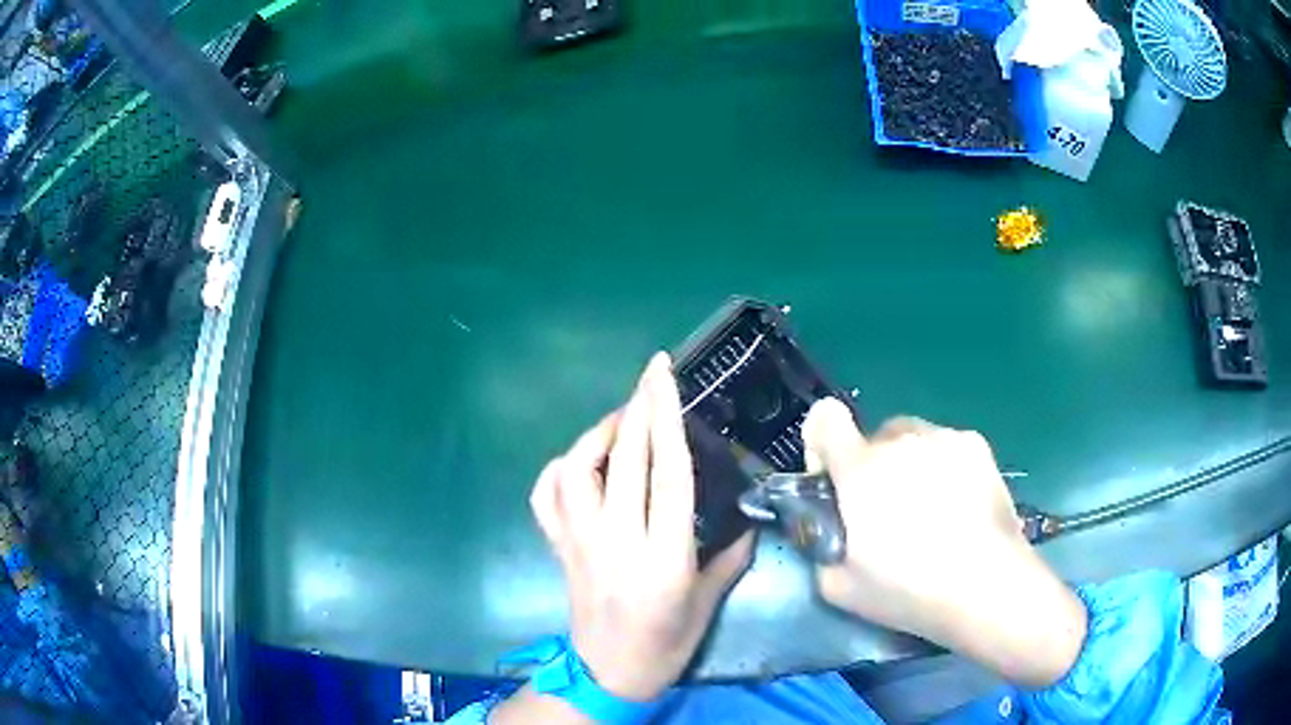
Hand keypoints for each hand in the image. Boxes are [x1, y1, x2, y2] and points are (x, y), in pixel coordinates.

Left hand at [529, 353, 753, 700]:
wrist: (608, 674)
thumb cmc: (666, 643)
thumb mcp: (708, 602)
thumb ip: (731, 554)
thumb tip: (750, 514)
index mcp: (663, 557)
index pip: (667, 473)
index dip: (666, 418)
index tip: (665, 377)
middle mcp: (616, 541)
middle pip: (623, 459)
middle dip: (638, 407)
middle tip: (652, 373)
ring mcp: (579, 542)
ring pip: (576, 470)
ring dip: (599, 434)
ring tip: (622, 421)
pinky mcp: (557, 547)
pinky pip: (545, 496)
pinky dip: (560, 469)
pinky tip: (581, 462)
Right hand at [802, 399, 1086, 687]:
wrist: (986, 587)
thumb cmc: (909, 591)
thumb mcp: (838, 587)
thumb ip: (819, 547)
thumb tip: (827, 530)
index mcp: (860, 470)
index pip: (825, 418)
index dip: (821, 444)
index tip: (833, 481)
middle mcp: (901, 440)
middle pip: (874, 436)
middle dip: (871, 468)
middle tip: (887, 514)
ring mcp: (944, 438)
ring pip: (912, 440)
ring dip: (908, 465)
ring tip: (929, 512)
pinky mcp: (977, 445)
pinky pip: (945, 447)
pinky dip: (943, 468)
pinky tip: (958, 507)